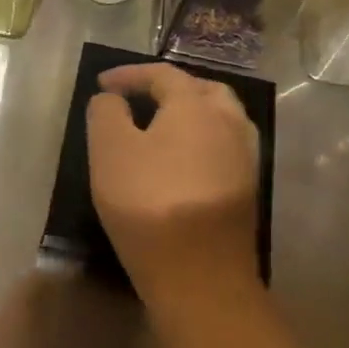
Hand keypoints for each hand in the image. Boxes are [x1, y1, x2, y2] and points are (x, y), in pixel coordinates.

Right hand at [87, 63, 259, 301]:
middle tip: (140, 98)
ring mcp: (245, 158)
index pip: (163, 75)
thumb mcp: (110, 151)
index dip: (129, 74)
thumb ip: (106, 114)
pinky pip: (224, 148)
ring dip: (191, 114)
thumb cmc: (148, 202)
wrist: (200, 273)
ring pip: (221, 119)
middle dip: (170, 88)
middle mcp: (229, 123)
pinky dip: (201, 141)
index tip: (102, 83)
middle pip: (203, 91)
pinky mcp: (247, 190)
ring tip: (162, 127)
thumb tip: (111, 98)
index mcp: (195, 106)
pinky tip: (182, 162)